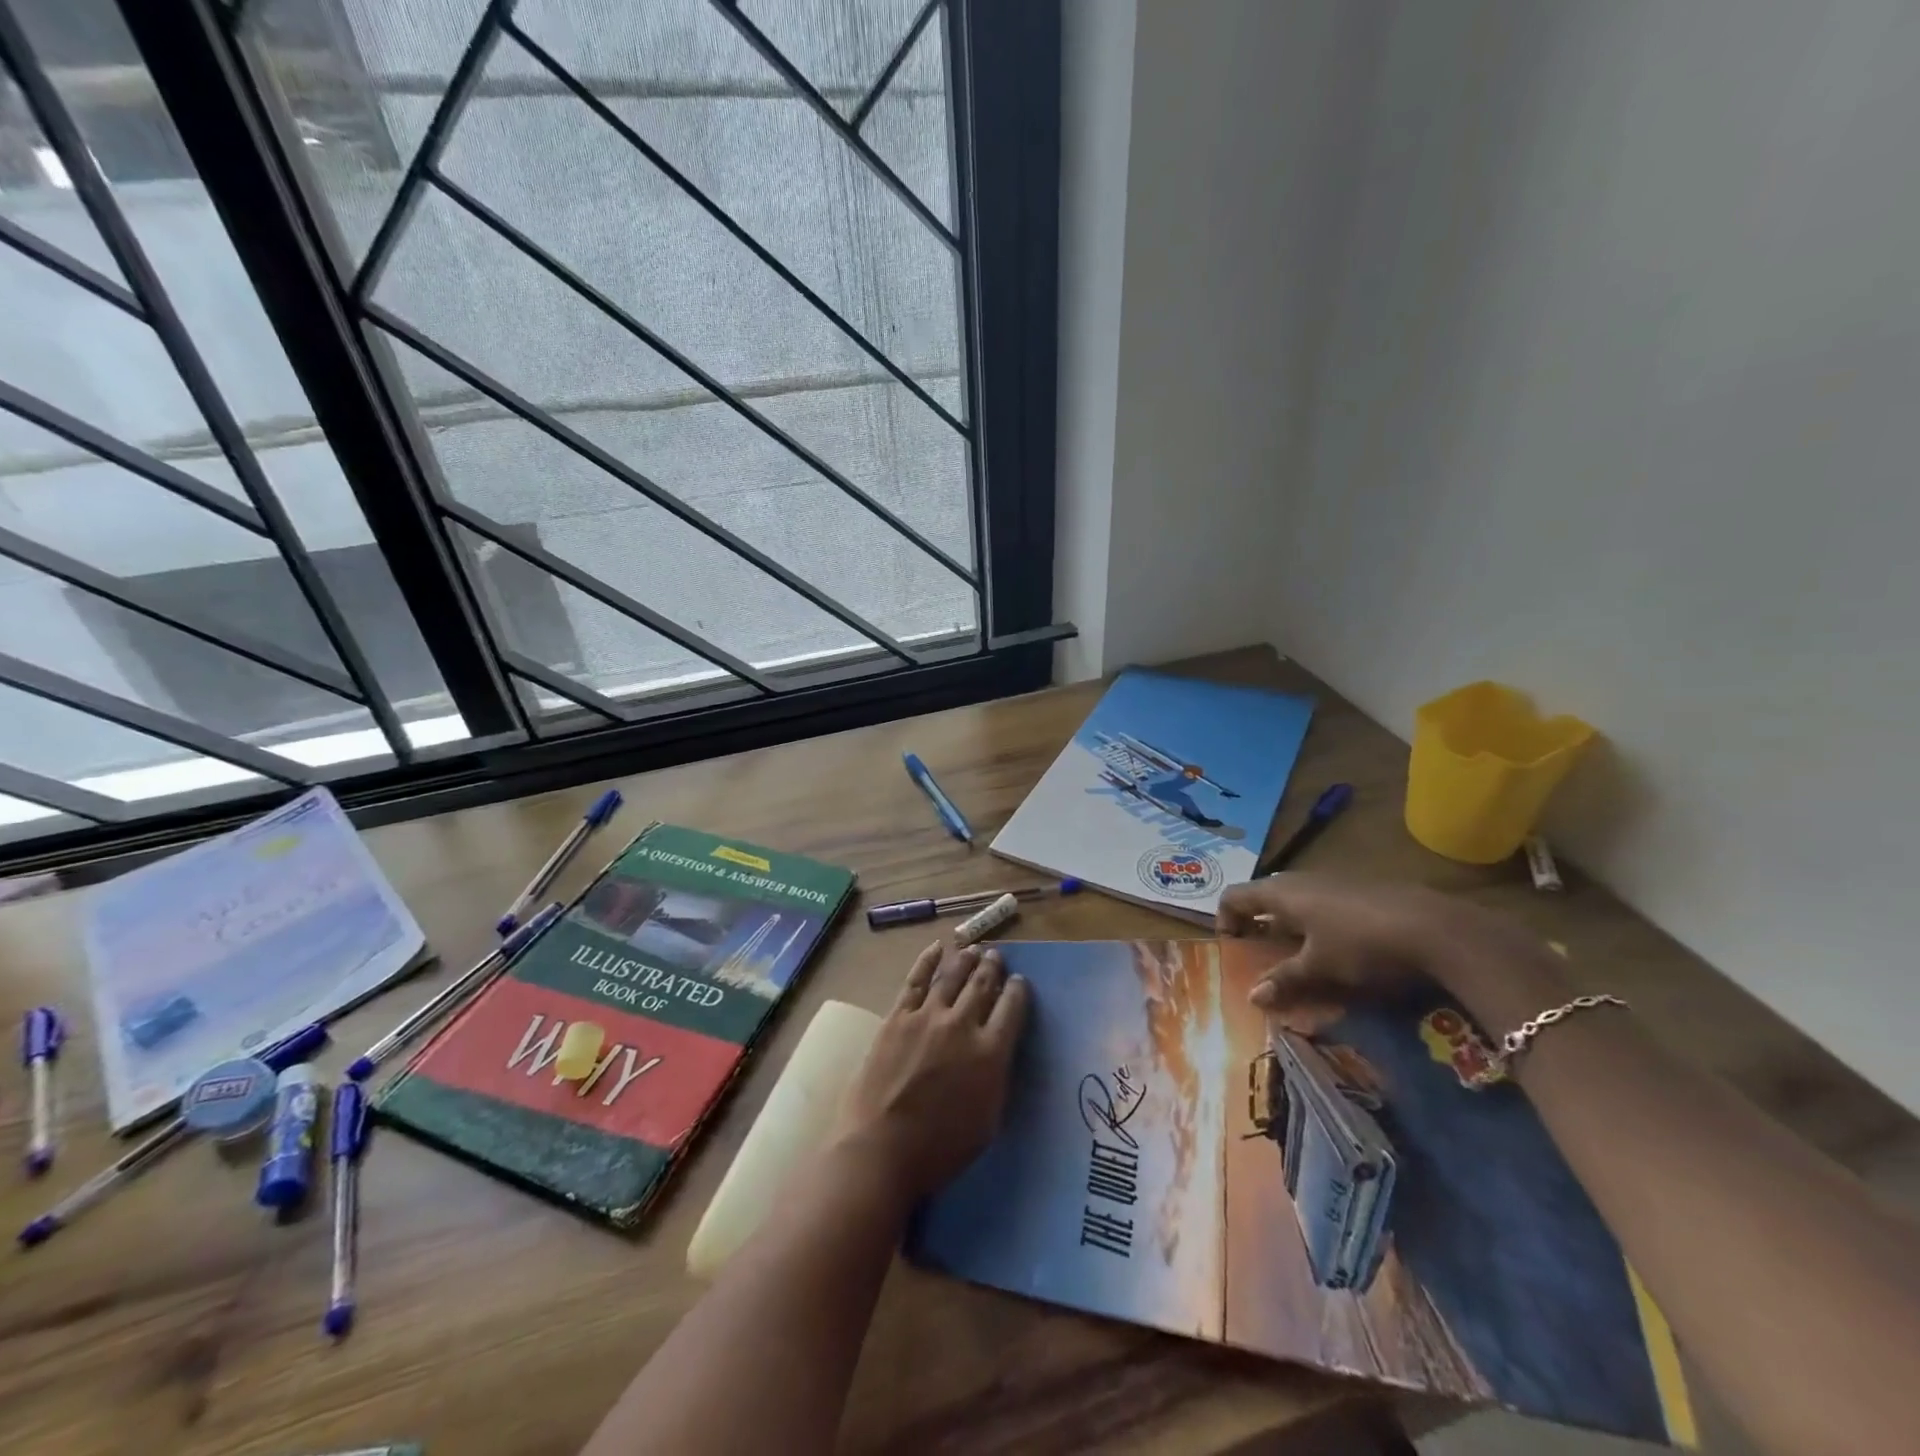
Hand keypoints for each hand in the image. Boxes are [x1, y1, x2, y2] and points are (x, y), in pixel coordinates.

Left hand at [832, 942, 1030, 1201]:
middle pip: (982, 985)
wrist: (881, 1149)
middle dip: (992, 968)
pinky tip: (936, 949)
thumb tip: (998, 1051)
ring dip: (966, 959)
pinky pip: (916, 980)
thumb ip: (996, 1078)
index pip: (1012, 1009)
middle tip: (997, 956)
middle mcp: (962, 1025)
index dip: (1018, 991)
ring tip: (973, 949)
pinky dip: (927, 960)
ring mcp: (927, 1017)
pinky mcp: (897, 1017)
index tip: (1019, 982)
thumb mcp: (988, 1120)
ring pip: (952, 976)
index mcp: (990, 1053)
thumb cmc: (940, 1149)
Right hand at [1217, 872, 1562, 1009]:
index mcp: (1281, 892)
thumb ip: (1284, 979)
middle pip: (1263, 894)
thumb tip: (1252, 997)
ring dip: (1285, 922)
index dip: (1225, 919)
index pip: (1235, 895)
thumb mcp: (1320, 967)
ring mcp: (1331, 880)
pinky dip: (1312, 920)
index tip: (1233, 948)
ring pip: (1294, 898)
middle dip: (1256, 922)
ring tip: (1296, 953)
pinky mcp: (1358, 888)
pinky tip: (1334, 946)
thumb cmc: (1362, 944)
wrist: (1434, 927)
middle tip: (1260, 952)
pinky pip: (1320, 901)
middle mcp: (1300, 879)